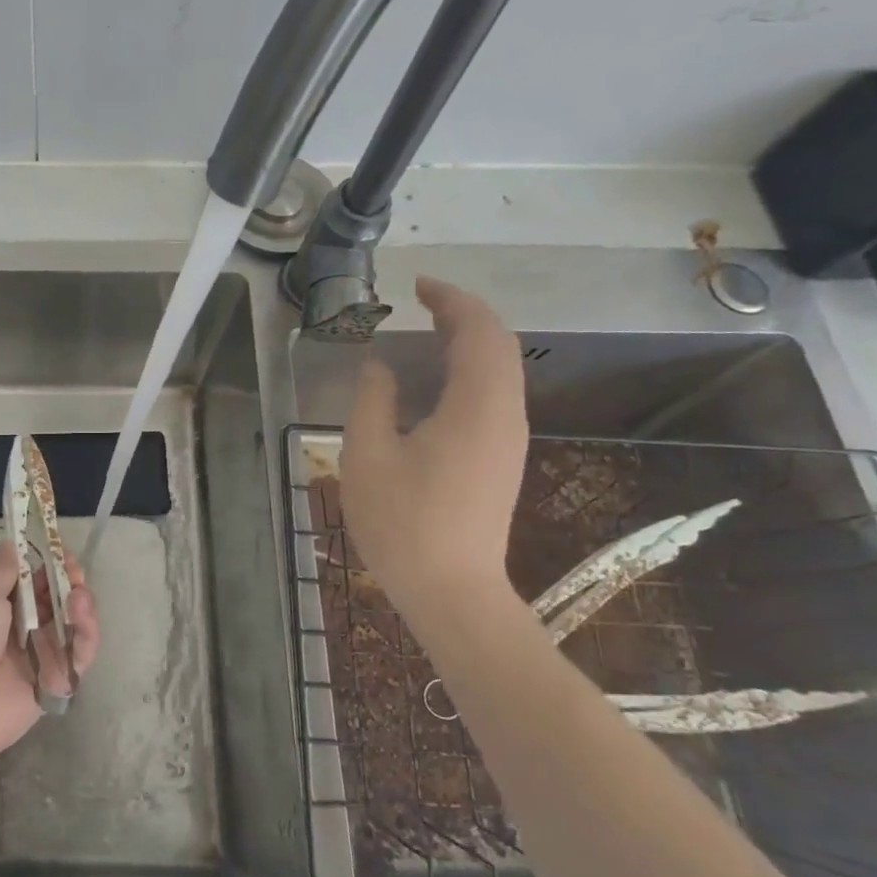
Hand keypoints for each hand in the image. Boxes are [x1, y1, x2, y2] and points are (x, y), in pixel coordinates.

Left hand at [0, 541, 100, 766]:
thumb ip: (4, 569)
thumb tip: (11, 545)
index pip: (30, 579)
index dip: (48, 564)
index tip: (61, 552)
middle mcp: (18, 627)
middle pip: (56, 600)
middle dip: (70, 582)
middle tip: (75, 574)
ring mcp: (38, 655)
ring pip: (72, 625)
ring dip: (81, 605)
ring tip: (78, 597)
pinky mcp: (55, 681)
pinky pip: (79, 655)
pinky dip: (86, 635)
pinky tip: (81, 618)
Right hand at [340, 276, 528, 611]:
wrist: (451, 591)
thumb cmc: (404, 521)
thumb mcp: (368, 453)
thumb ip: (373, 399)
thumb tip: (380, 366)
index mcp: (477, 405)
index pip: (478, 331)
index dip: (451, 300)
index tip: (418, 285)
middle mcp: (505, 414)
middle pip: (498, 345)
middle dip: (463, 315)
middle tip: (421, 304)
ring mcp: (508, 439)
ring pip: (500, 371)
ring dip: (468, 343)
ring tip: (424, 334)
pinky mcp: (501, 459)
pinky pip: (493, 395)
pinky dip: (468, 371)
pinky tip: (433, 384)